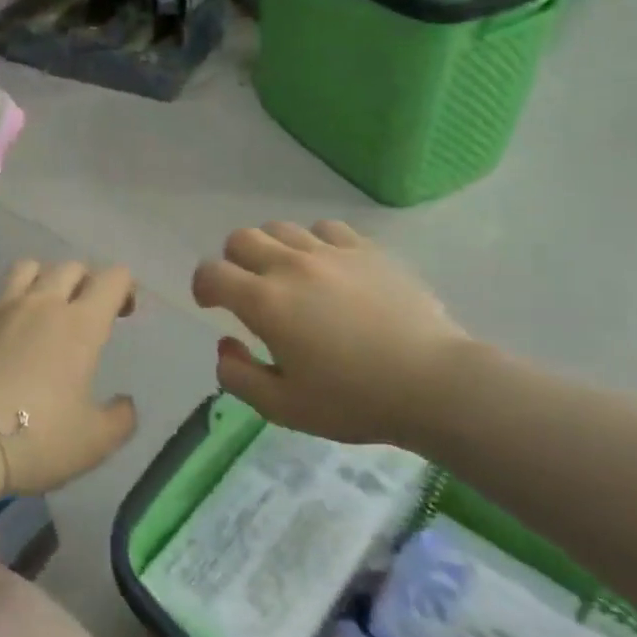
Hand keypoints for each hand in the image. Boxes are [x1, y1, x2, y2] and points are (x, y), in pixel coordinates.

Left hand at [0, 259, 138, 495]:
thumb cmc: (36, 440)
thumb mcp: (94, 442)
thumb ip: (120, 419)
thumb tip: (126, 403)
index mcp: (81, 325)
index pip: (113, 278)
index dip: (124, 287)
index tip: (123, 312)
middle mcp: (41, 304)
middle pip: (70, 266)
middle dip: (85, 281)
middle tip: (84, 311)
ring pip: (25, 267)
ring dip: (39, 278)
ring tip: (39, 305)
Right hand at [191, 221, 467, 446]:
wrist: (434, 383)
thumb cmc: (354, 400)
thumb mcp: (283, 408)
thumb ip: (239, 376)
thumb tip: (225, 344)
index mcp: (265, 302)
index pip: (212, 273)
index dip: (202, 286)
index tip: (211, 304)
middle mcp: (290, 266)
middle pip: (241, 239)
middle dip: (233, 262)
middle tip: (248, 290)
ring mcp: (331, 252)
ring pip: (281, 228)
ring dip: (271, 250)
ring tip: (287, 277)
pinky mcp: (366, 249)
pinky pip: (325, 228)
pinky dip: (314, 242)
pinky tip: (327, 267)